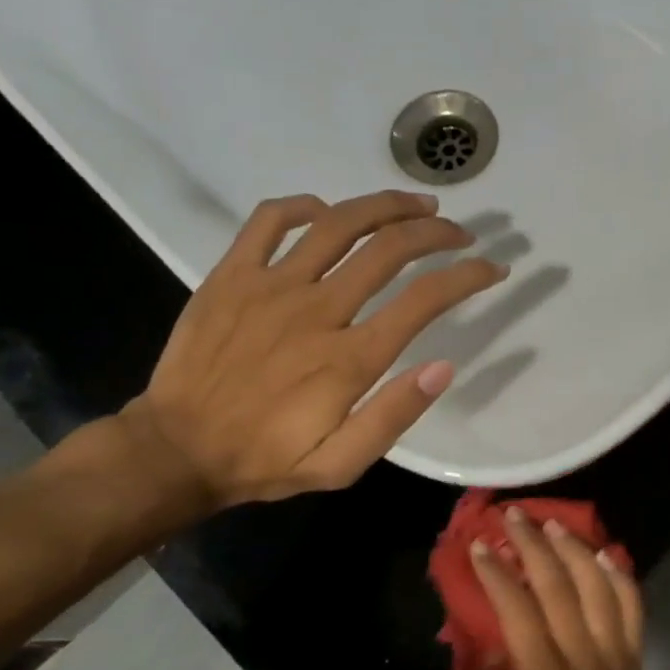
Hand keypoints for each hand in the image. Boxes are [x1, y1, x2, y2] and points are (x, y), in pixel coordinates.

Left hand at [119, 190, 504, 509]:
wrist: (176, 450)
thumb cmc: (266, 459)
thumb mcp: (340, 464)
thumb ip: (393, 416)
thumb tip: (443, 368)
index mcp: (349, 358)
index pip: (424, 300)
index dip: (467, 277)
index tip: (493, 268)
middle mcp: (317, 310)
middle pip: (390, 249)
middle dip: (436, 233)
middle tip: (459, 232)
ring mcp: (270, 286)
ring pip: (339, 223)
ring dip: (386, 206)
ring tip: (417, 205)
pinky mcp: (231, 275)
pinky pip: (268, 220)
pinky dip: (302, 206)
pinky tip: (326, 212)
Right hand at [460, 507, 644, 669]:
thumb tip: (489, 652)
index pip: (521, 612)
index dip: (499, 575)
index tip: (481, 546)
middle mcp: (587, 662)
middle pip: (561, 589)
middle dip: (535, 546)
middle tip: (514, 516)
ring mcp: (618, 660)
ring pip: (601, 590)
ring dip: (576, 551)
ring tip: (554, 525)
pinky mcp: (634, 664)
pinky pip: (632, 610)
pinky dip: (620, 578)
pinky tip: (604, 554)